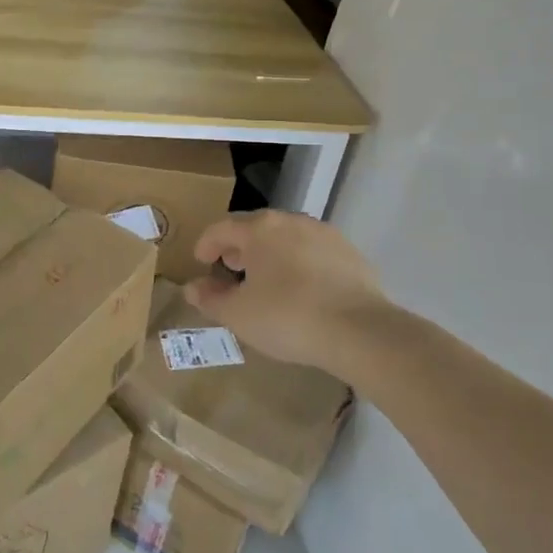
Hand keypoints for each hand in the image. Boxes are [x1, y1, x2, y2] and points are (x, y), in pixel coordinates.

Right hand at [186, 211, 391, 373]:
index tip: (201, 261)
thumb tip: (192, 287)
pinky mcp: (349, 252)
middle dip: (239, 246)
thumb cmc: (287, 317)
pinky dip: (299, 263)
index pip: (221, 228)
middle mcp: (290, 221)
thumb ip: (211, 299)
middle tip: (232, 269)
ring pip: (286, 237)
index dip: (206, 244)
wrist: (359, 331)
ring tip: (266, 279)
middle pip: (255, 227)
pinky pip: (313, 251)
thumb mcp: (239, 315)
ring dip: (270, 253)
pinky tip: (301, 289)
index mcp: (259, 229)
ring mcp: (323, 234)